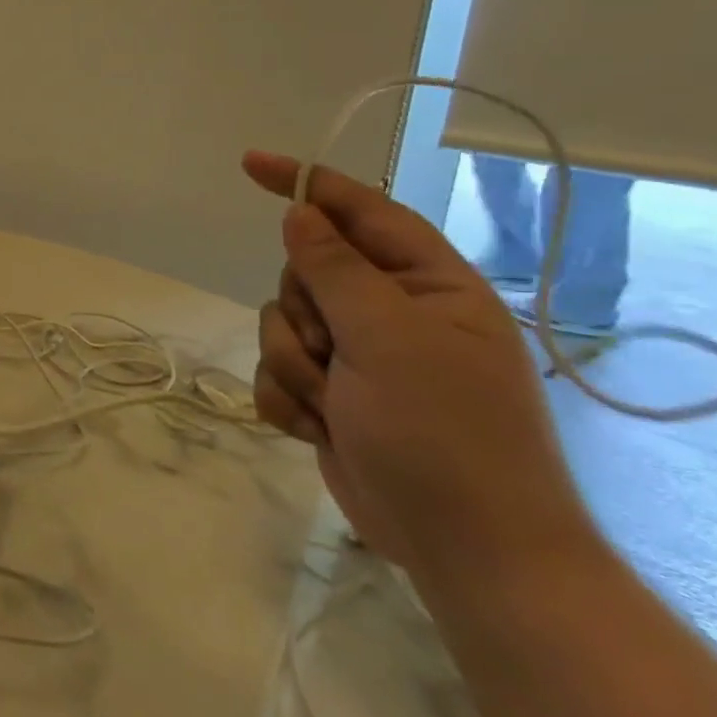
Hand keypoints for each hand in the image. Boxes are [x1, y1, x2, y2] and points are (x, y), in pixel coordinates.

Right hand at [241, 151, 593, 585]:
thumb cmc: (445, 434)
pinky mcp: (331, 397)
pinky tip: (316, 429)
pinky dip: (287, 398)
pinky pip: (275, 371)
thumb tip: (300, 213)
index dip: (306, 184)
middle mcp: (392, 314)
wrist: (466, 551)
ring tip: (333, 405)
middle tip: (333, 352)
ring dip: (293, 364)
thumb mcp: (390, 339)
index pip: (361, 213)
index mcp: (428, 286)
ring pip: (281, 323)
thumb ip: (337, 269)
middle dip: (303, 313)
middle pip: (305, 273)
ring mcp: (359, 358)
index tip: (250, 165)